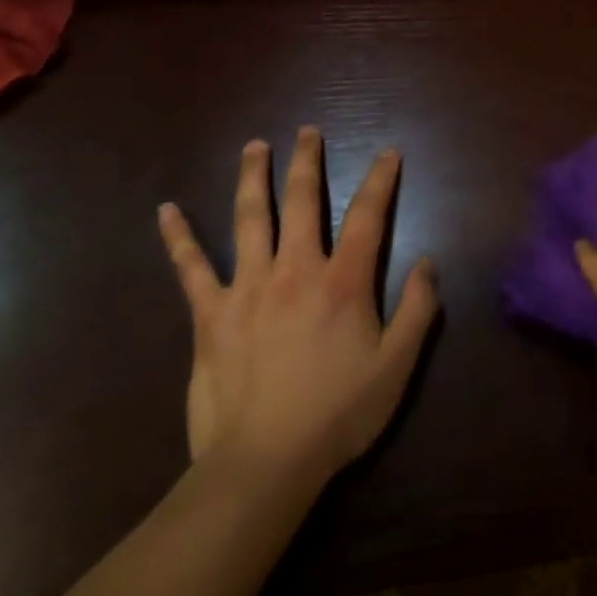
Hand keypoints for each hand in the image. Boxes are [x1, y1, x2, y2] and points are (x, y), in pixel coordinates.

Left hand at [157, 127, 439, 500]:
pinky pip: (191, 268)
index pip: (367, 215)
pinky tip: (167, 210)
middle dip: (307, 162)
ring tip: (254, 146)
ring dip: (254, 178)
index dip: (381, 180)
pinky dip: (179, 238)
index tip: (388, 153)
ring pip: (251, 219)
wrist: (264, 464)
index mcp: (343, 281)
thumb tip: (429, 262)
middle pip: (303, 201)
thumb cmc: (338, 415)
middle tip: (307, 131)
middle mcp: (296, 269)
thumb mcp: (396, 367)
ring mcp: (248, 287)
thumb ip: (417, 310)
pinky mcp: (210, 314)